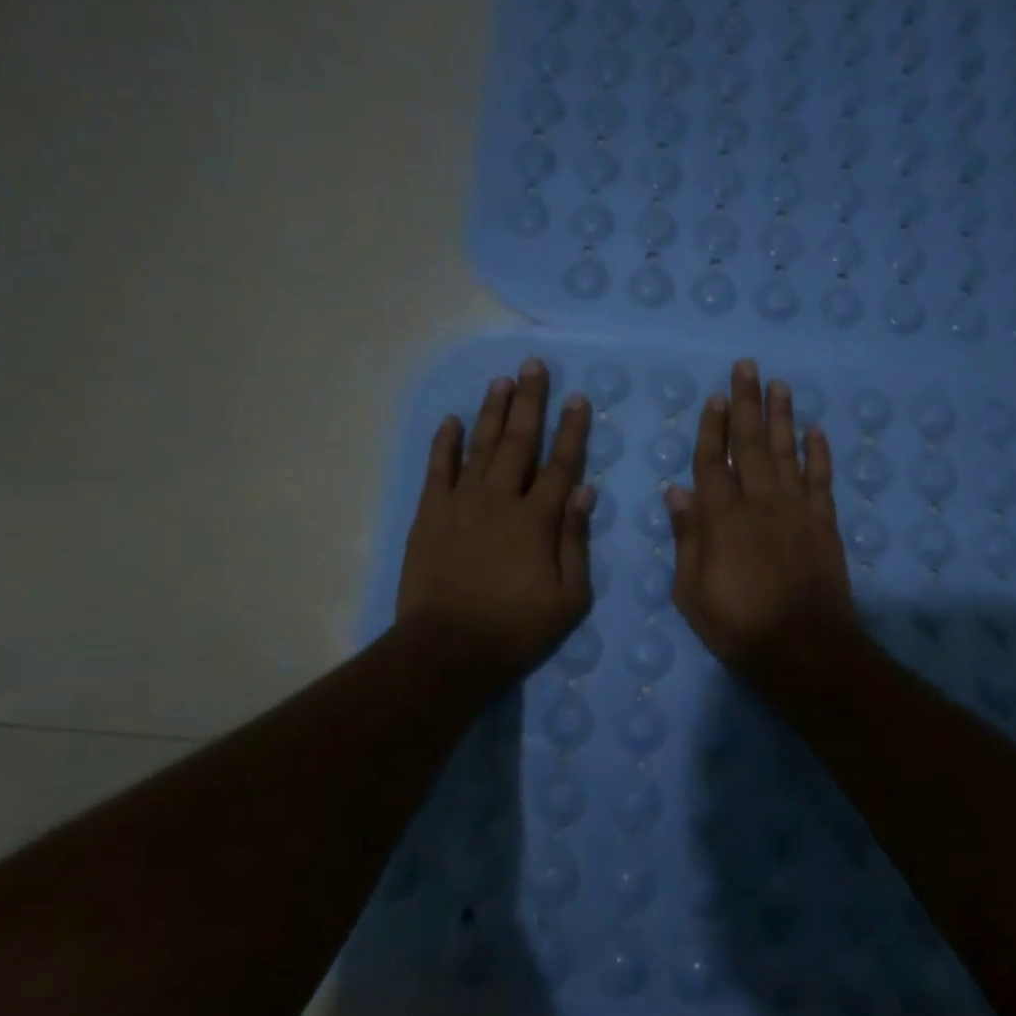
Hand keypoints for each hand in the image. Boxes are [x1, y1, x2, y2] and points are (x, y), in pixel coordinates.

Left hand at [396, 359, 593, 682]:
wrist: (448, 649)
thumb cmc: (516, 628)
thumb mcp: (568, 597)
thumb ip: (576, 540)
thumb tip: (585, 490)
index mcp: (537, 519)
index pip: (561, 464)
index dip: (572, 429)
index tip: (578, 398)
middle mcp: (500, 499)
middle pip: (519, 441)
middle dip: (530, 401)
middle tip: (535, 366)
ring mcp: (461, 503)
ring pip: (481, 446)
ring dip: (493, 411)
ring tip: (502, 381)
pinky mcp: (430, 514)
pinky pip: (438, 468)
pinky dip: (445, 442)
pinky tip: (452, 419)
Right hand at [665, 359, 856, 686]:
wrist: (804, 648)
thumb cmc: (738, 625)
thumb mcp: (691, 591)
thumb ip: (686, 538)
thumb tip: (676, 491)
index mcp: (722, 517)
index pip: (714, 461)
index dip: (712, 427)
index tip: (715, 397)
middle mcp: (759, 501)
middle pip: (752, 443)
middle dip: (747, 403)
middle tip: (747, 367)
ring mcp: (796, 509)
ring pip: (788, 451)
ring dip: (782, 416)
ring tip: (780, 385)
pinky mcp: (824, 523)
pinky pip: (822, 479)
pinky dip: (819, 452)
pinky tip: (816, 429)